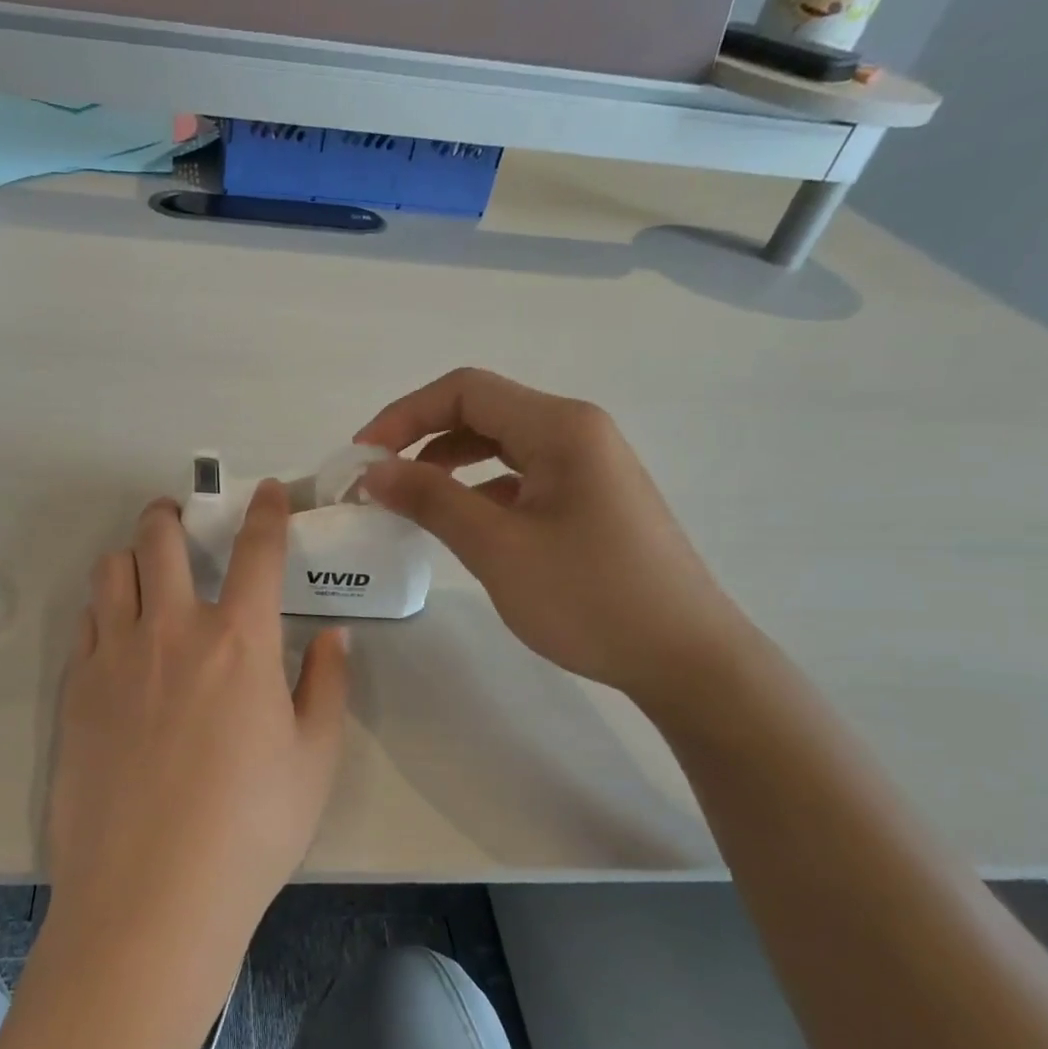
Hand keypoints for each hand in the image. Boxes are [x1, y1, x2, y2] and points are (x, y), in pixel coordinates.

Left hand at [46, 484, 349, 955]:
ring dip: (132, 557)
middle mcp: (172, 630)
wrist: (151, 895)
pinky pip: (86, 621)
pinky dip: (105, 609)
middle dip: (172, 514)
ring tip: (145, 574)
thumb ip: (327, 685)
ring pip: (111, 570)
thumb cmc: (250, 830)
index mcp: (239, 641)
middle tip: (182, 520)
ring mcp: (114, 656)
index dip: (264, 511)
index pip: (256, 551)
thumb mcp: (315, 759)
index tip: (265, 491)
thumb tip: (333, 637)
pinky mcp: (76, 688)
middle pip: (160, 538)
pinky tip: (119, 635)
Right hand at [356, 368, 749, 706]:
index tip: (362, 457)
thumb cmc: (589, 597)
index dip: (404, 415)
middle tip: (378, 479)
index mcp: (560, 427)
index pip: (465, 391)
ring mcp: (588, 467)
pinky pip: (521, 477)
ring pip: (501, 445)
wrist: (685, 657)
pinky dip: (479, 489)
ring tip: (409, 501)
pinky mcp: (589, 500)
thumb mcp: (498, 547)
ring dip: (448, 464)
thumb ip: (431, 500)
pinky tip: (461, 523)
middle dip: (421, 437)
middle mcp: (577, 432)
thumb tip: (374, 471)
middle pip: (483, 411)